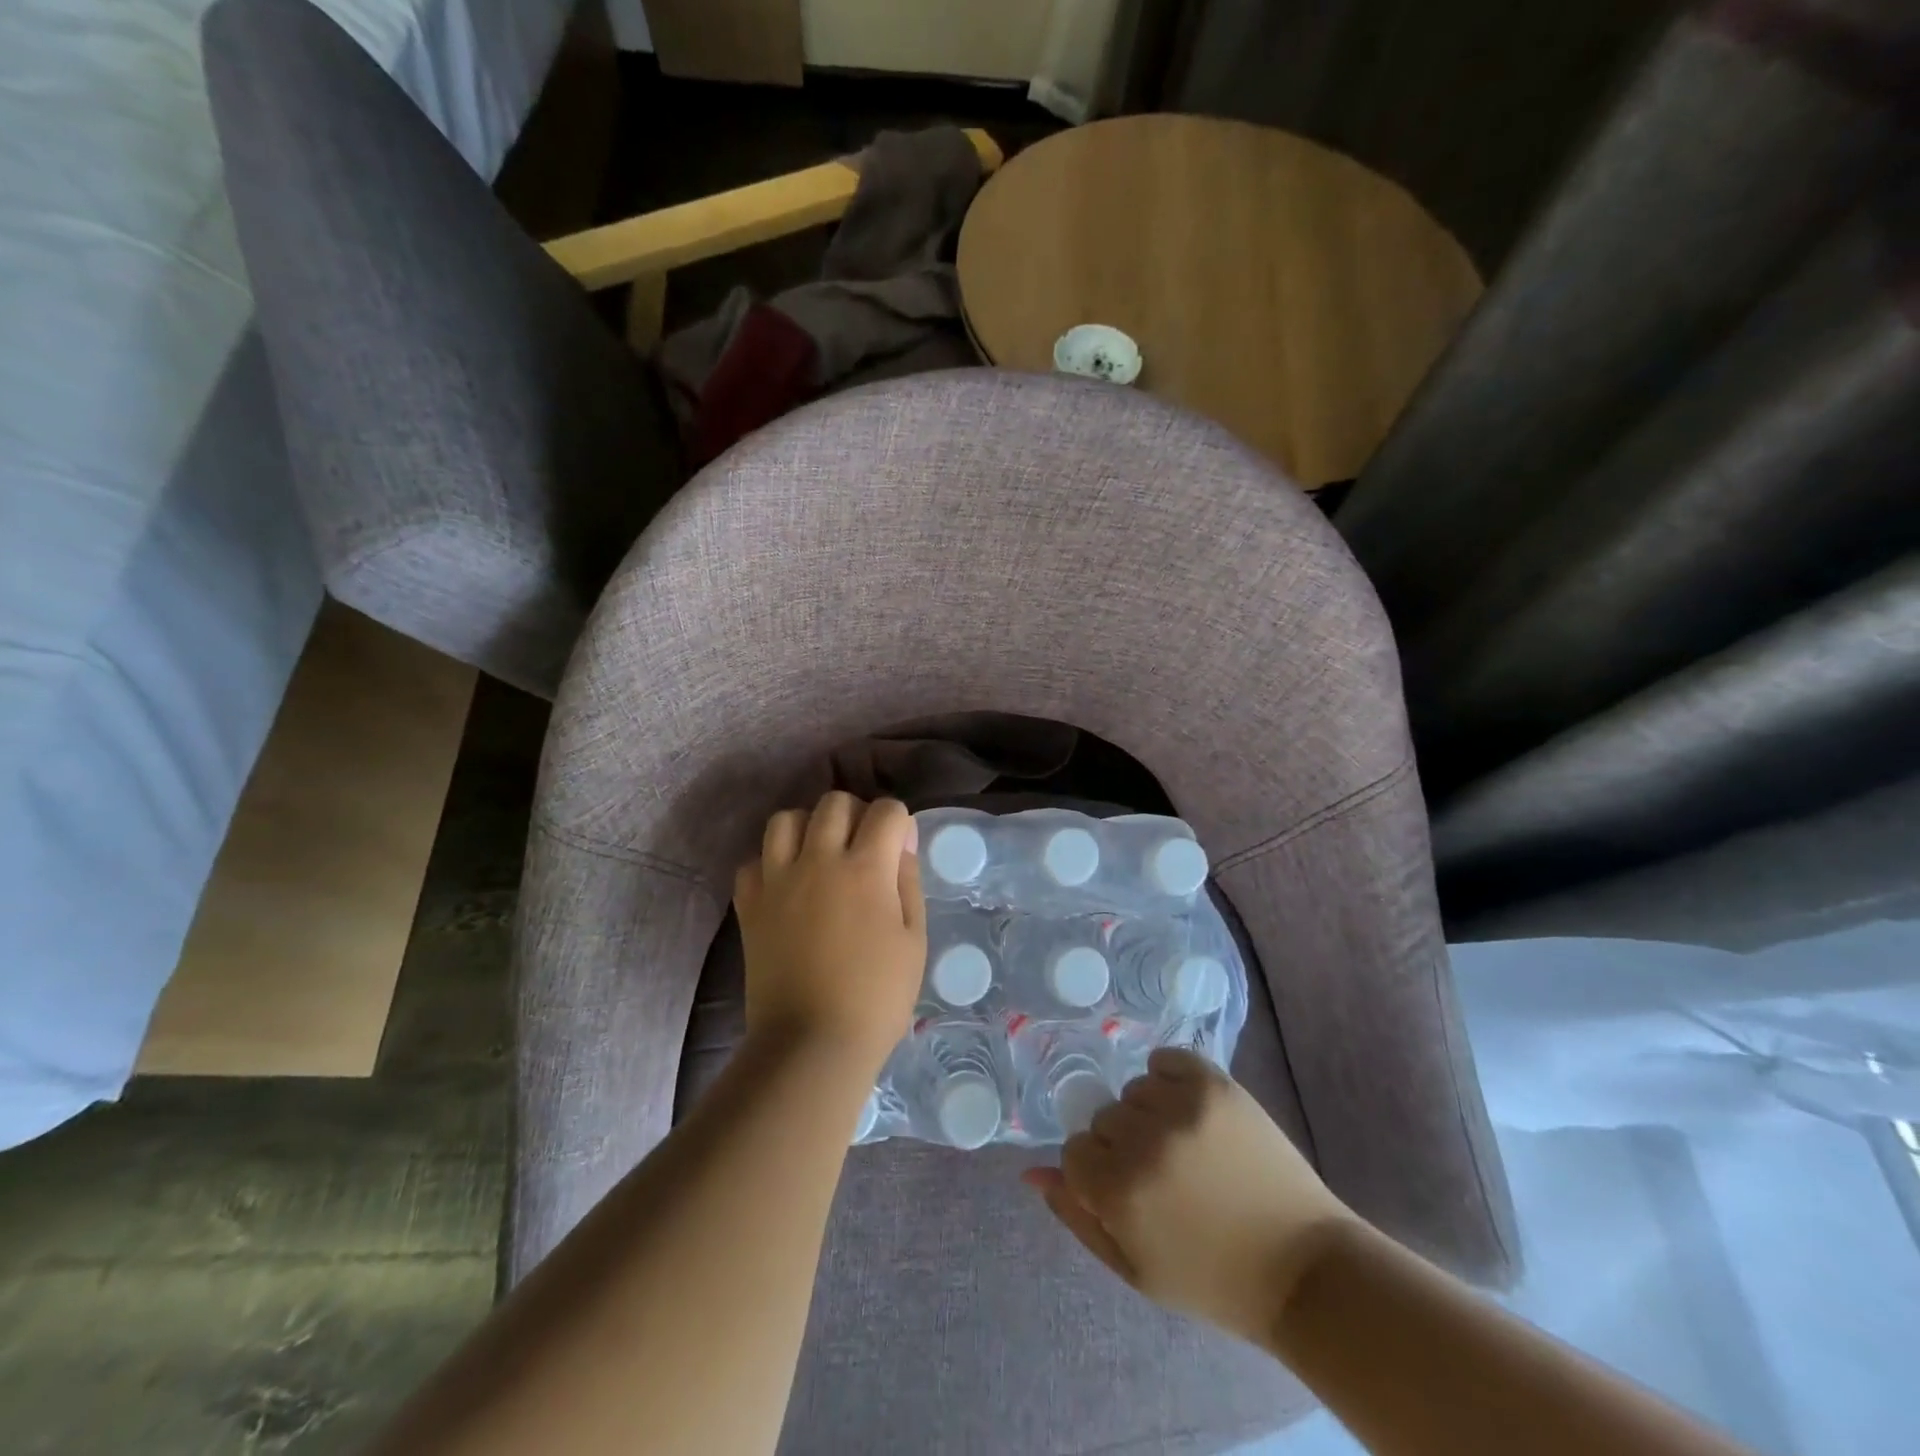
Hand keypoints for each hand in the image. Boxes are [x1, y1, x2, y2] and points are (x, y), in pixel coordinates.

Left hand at [734, 793, 926, 1076]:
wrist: (812, 1043)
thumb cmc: (877, 996)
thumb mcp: (913, 939)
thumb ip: (907, 880)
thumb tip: (900, 841)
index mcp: (866, 868)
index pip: (885, 810)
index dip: (898, 821)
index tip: (899, 844)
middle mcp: (818, 860)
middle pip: (834, 802)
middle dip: (856, 813)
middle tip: (863, 846)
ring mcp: (778, 879)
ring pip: (786, 819)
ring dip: (808, 827)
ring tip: (820, 854)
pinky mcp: (750, 904)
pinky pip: (754, 860)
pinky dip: (771, 862)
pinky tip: (787, 884)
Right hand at [1023, 1048, 1357, 1346]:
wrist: (1301, 1265)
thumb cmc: (1211, 1277)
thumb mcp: (1134, 1266)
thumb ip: (1077, 1216)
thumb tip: (1030, 1171)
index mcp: (1119, 1191)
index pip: (1075, 1151)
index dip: (1098, 1173)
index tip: (1129, 1193)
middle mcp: (1144, 1141)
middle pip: (1104, 1118)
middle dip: (1123, 1144)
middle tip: (1163, 1176)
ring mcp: (1182, 1106)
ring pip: (1134, 1090)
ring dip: (1149, 1113)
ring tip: (1185, 1147)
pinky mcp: (1215, 1083)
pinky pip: (1166, 1060)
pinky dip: (1170, 1078)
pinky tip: (1191, 1111)